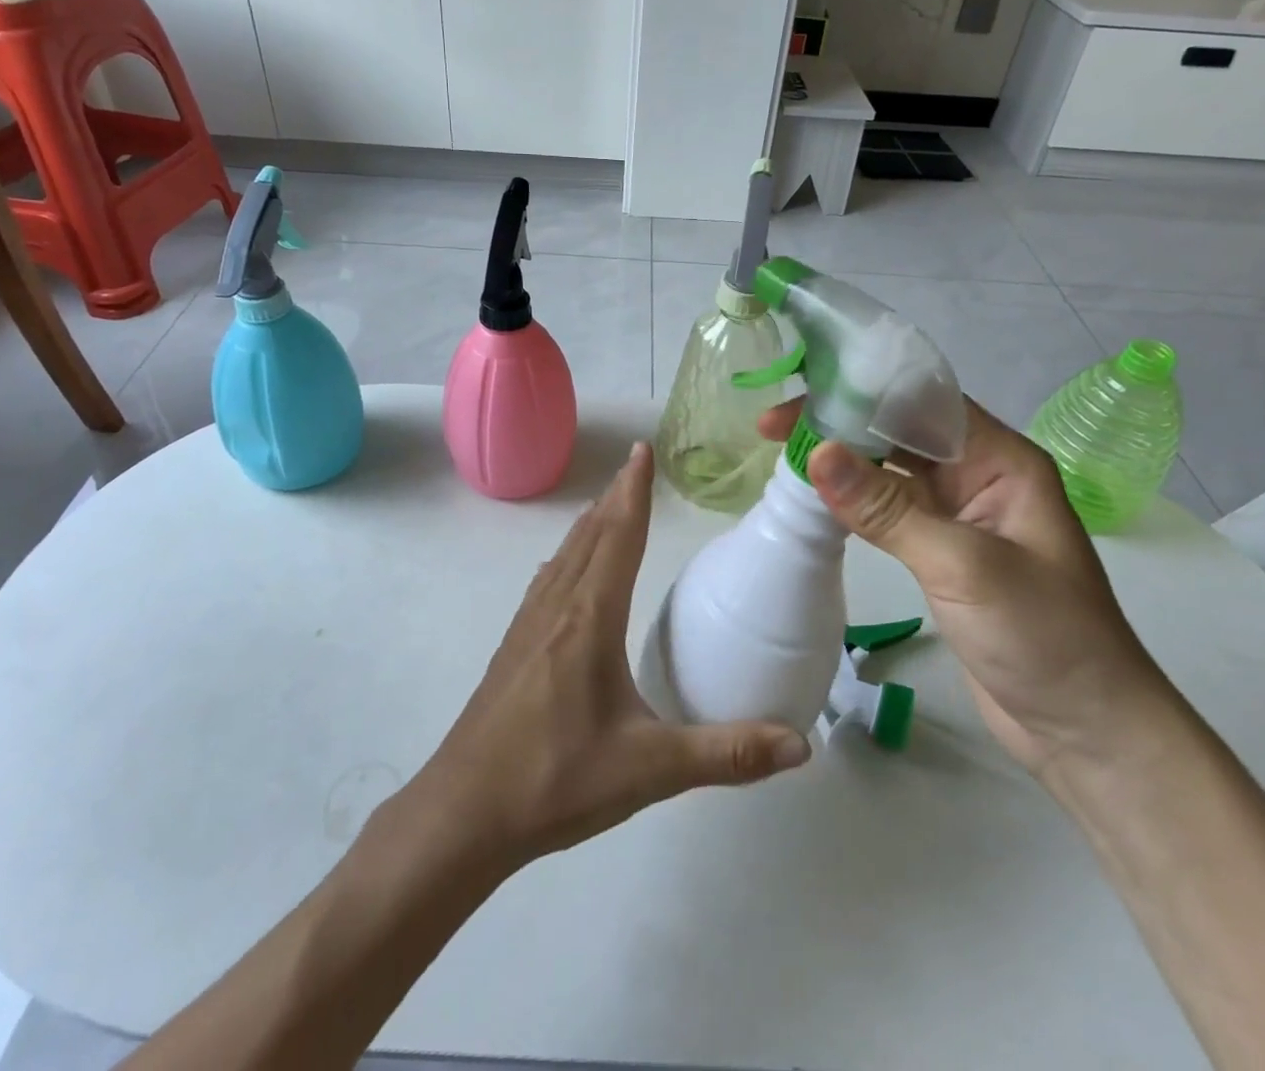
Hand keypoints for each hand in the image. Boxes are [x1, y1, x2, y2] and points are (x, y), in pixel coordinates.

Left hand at [408, 443, 809, 869]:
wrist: (465, 812)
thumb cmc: (556, 781)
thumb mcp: (649, 770)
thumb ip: (725, 754)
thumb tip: (799, 746)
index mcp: (590, 619)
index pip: (619, 538)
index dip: (634, 493)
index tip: (642, 451)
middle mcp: (557, 608)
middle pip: (590, 536)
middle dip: (615, 497)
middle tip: (636, 466)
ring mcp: (529, 625)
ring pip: (565, 556)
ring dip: (590, 524)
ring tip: (608, 505)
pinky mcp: (513, 647)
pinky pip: (547, 581)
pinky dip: (567, 556)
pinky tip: (566, 571)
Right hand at [759, 400, 1175, 777]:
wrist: (1086, 731)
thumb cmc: (1044, 637)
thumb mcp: (963, 565)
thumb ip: (887, 509)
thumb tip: (816, 452)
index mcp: (1001, 460)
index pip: (922, 402)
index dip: (859, 392)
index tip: (799, 399)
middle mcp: (979, 475)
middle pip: (900, 430)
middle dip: (840, 423)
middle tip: (772, 428)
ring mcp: (959, 513)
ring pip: (890, 468)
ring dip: (842, 460)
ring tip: (783, 455)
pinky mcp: (940, 549)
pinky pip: (889, 507)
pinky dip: (852, 499)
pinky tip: (816, 499)